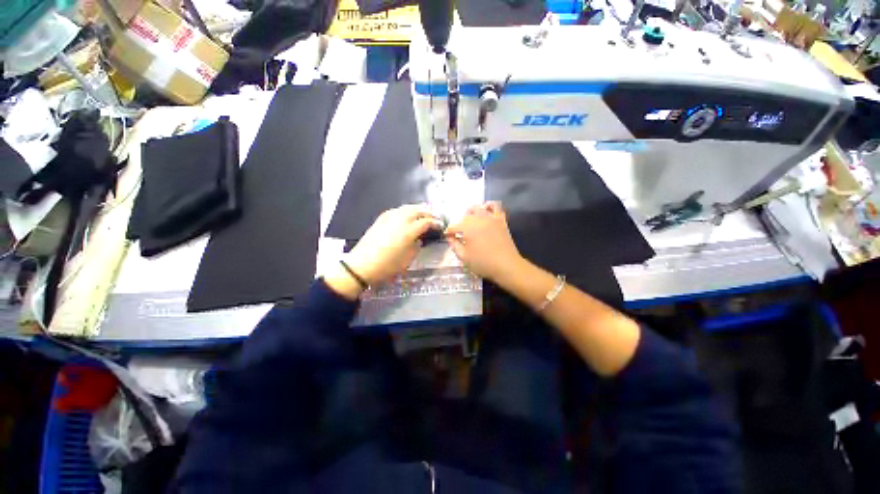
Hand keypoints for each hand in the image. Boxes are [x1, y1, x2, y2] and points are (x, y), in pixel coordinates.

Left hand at [345, 204, 441, 284]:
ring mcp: (389, 217)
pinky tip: (407, 214)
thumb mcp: (408, 259)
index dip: (435, 223)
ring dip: (418, 209)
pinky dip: (406, 210)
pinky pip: (397, 210)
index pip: (426, 222)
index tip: (441, 225)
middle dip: (428, 212)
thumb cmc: (388, 265)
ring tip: (424, 212)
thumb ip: (416, 246)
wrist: (362, 265)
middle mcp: (400, 219)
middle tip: (435, 216)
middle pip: (418, 210)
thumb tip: (419, 238)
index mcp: (409, 230)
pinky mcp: (381, 218)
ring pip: (407, 207)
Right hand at [445, 202, 522, 282]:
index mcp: (468, 228)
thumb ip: (455, 245)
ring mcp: (491, 218)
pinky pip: (495, 207)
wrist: (506, 265)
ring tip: (471, 220)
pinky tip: (486, 212)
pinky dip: (489, 206)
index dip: (449, 232)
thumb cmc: (483, 263)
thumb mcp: (464, 257)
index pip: (454, 226)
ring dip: (472, 212)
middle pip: (465, 216)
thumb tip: (450, 237)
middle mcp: (478, 219)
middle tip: (460, 232)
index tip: (447, 236)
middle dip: (460, 223)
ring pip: (478, 208)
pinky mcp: (501, 220)